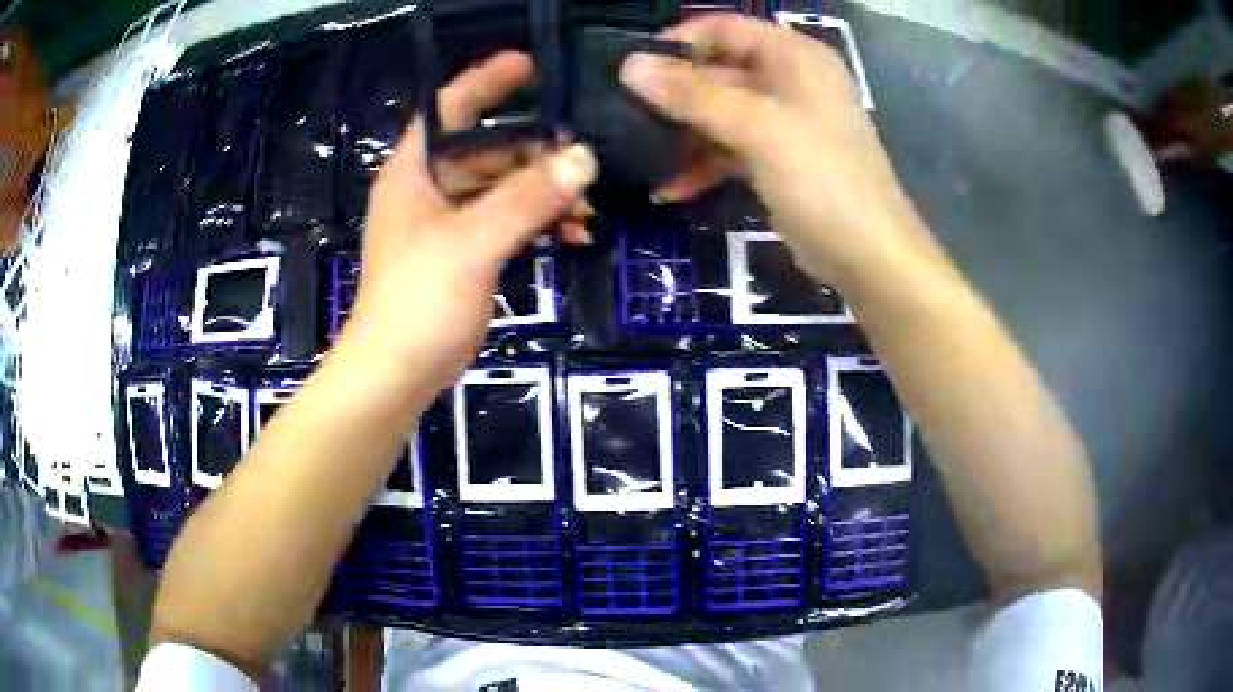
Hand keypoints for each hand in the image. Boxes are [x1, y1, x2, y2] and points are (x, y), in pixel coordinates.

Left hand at [338, 52, 597, 393]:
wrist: (396, 373)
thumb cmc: (418, 301)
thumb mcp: (472, 243)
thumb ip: (527, 197)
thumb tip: (584, 158)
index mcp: (415, 170)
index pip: (450, 106)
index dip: (487, 80)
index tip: (533, 66)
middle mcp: (429, 186)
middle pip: (489, 147)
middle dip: (538, 153)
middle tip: (585, 165)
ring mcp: (446, 220)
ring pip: (504, 185)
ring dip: (545, 193)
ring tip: (586, 211)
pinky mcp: (463, 251)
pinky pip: (508, 219)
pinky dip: (539, 222)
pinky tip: (573, 235)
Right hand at [621, 15, 926, 284]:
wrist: (870, 257)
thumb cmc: (824, 181)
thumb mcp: (759, 129)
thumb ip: (694, 95)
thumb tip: (629, 66)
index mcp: (794, 57)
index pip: (724, 28)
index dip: (678, 42)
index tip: (632, 68)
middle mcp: (789, 81)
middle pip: (717, 71)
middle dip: (673, 93)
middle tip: (622, 114)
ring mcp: (783, 123)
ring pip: (719, 113)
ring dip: (682, 133)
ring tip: (639, 153)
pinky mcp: (777, 160)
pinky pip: (729, 149)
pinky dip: (702, 164)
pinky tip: (670, 188)